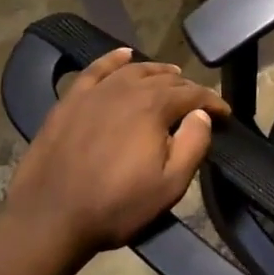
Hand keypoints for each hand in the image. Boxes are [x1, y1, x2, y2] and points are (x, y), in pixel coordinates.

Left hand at [6, 48, 229, 257]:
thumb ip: (194, 144)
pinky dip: (113, 59)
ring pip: (134, 70)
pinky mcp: (70, 101)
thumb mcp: (169, 185)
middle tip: (198, 104)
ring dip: (157, 71)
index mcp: (154, 107)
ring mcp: (95, 92)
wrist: (48, 219)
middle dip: (187, 89)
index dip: (212, 102)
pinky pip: (96, 70)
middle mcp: (127, 89)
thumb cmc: (115, 206)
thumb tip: (202, 115)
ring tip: (171, 76)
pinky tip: (124, 55)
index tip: (225, 114)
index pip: (193, 94)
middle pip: (165, 79)